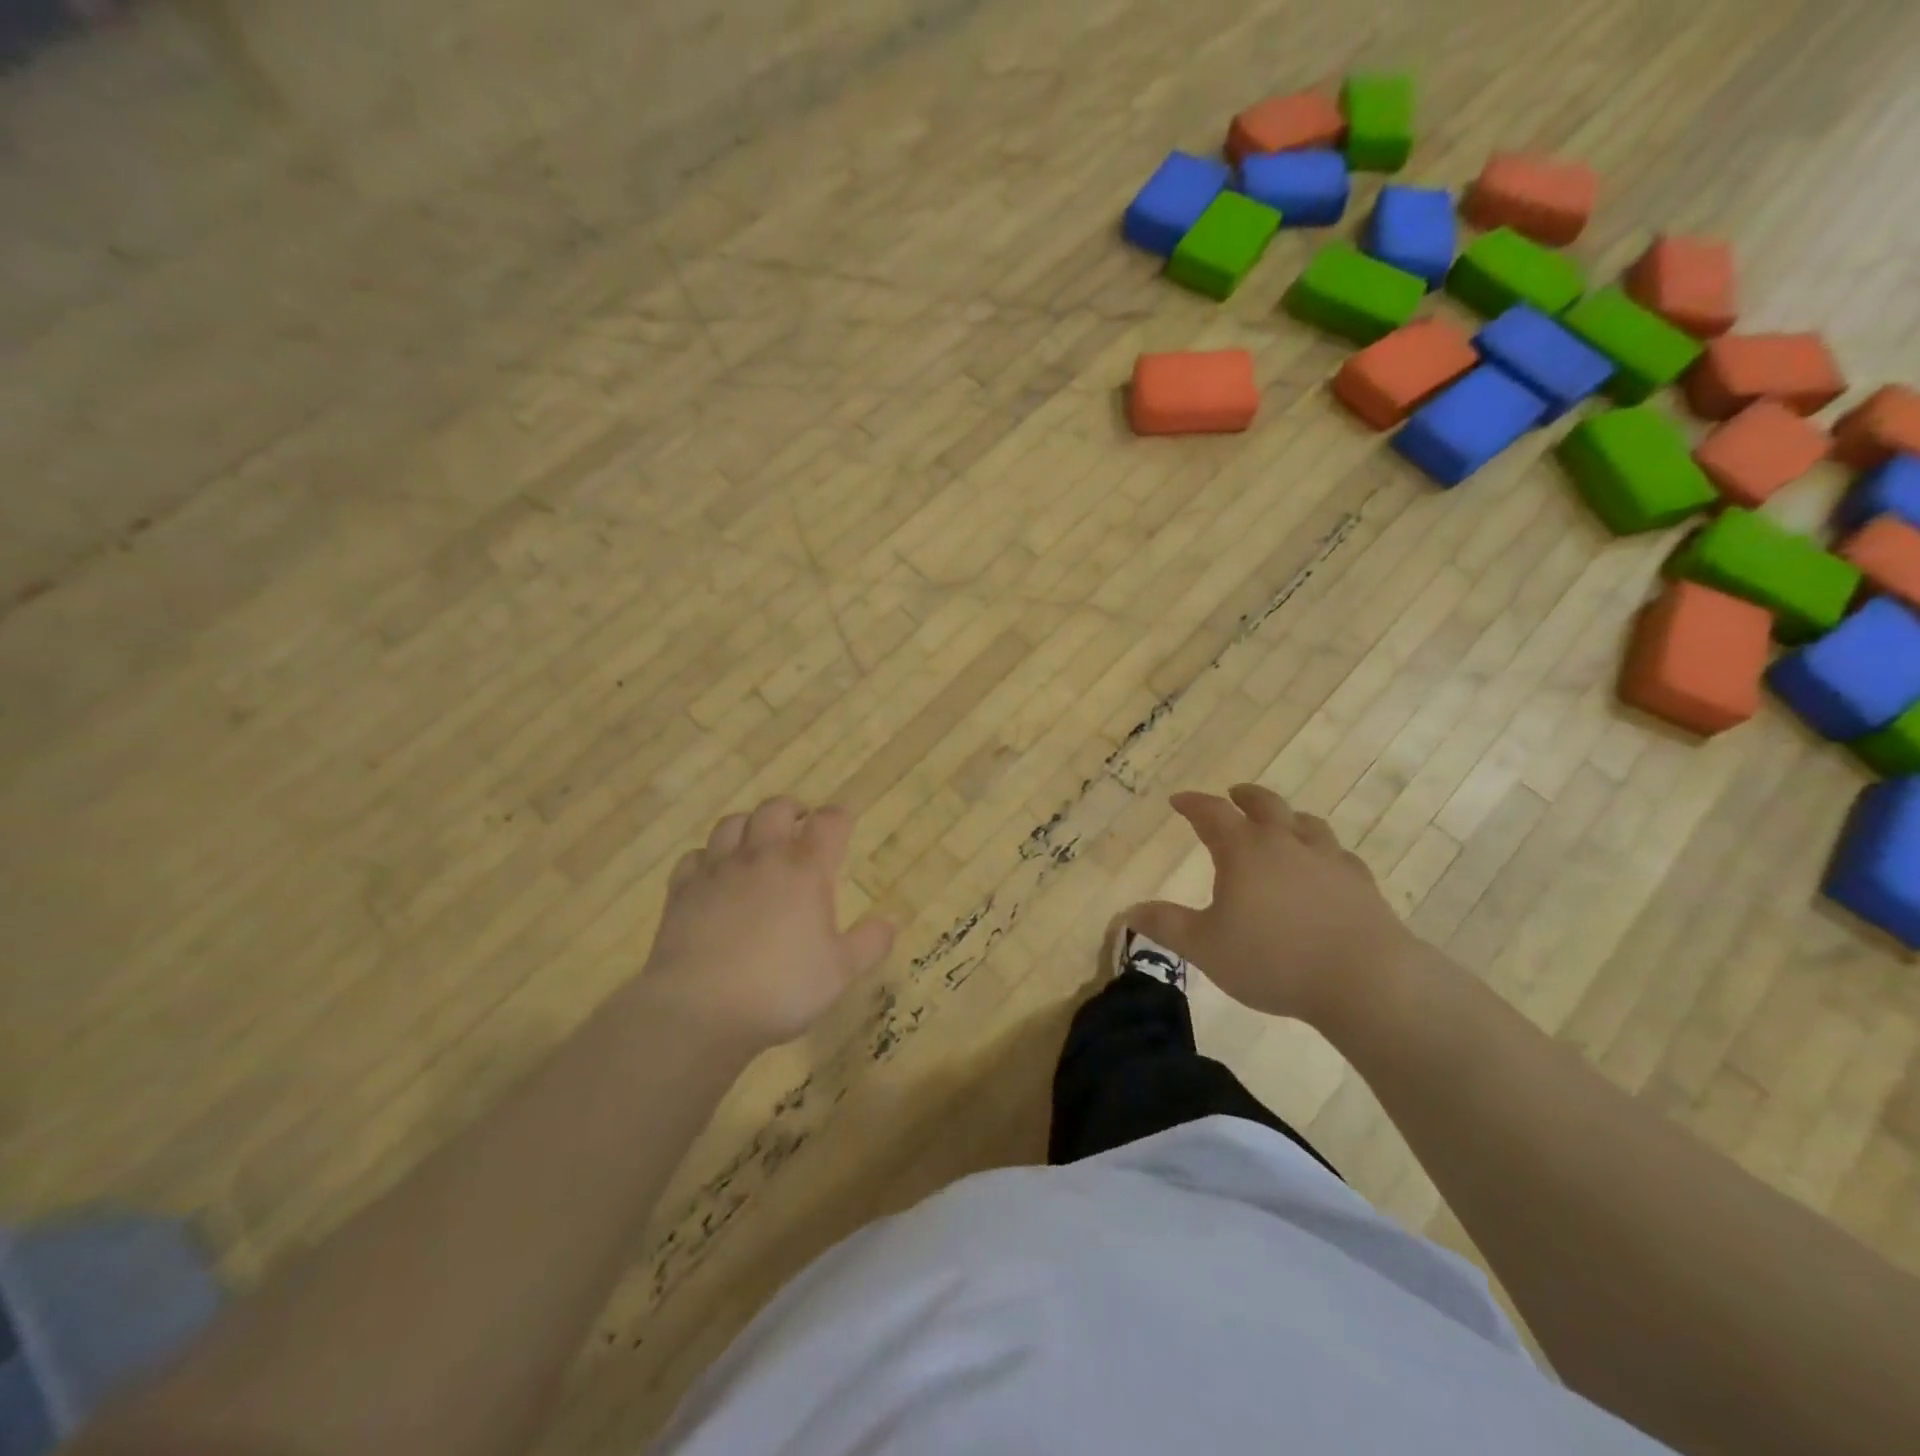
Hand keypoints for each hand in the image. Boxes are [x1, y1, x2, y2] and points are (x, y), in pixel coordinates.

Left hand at [641, 798, 894, 1052]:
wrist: (700, 1009)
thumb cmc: (781, 988)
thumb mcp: (841, 972)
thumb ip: (870, 943)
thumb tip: (892, 920)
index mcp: (806, 869)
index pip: (829, 822)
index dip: (839, 816)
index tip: (844, 820)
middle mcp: (762, 857)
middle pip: (775, 809)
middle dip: (792, 809)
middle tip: (800, 824)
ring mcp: (717, 870)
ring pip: (732, 823)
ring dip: (749, 825)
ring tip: (757, 840)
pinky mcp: (682, 890)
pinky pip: (694, 857)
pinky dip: (707, 857)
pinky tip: (713, 873)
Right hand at [1126, 784, 1419, 1026]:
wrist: (1365, 979)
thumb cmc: (1273, 959)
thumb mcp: (1205, 947)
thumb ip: (1166, 926)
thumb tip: (1129, 911)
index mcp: (1244, 851)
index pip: (1212, 813)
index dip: (1193, 804)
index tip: (1179, 800)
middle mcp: (1286, 843)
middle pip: (1265, 805)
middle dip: (1245, 797)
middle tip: (1234, 793)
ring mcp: (1329, 860)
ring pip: (1307, 824)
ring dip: (1288, 818)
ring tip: (1282, 824)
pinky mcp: (1361, 884)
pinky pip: (1339, 856)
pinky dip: (1324, 852)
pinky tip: (1326, 866)